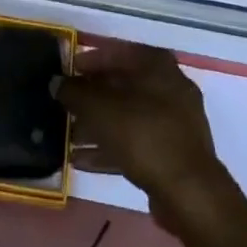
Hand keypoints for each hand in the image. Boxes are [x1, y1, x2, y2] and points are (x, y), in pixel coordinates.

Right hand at [55, 43, 230, 233]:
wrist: (190, 194)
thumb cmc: (145, 136)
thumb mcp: (101, 109)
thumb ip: (76, 92)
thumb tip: (56, 82)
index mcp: (157, 65)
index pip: (118, 52)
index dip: (90, 60)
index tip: (68, 71)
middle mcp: (169, 86)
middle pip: (122, 85)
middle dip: (91, 97)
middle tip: (65, 106)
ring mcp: (174, 122)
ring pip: (127, 116)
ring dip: (97, 126)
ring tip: (68, 137)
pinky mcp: (172, 154)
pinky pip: (135, 142)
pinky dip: (110, 148)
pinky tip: (82, 161)